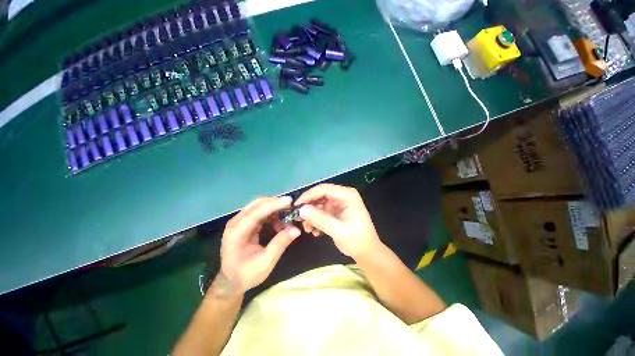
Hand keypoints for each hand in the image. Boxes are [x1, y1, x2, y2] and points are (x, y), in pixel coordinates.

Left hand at [219, 197, 300, 293]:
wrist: (231, 281)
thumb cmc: (246, 274)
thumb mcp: (265, 263)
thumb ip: (280, 244)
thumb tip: (296, 229)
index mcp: (236, 233)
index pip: (256, 213)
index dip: (273, 205)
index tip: (289, 201)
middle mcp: (235, 223)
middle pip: (257, 204)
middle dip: (276, 203)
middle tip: (292, 207)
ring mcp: (239, 221)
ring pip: (259, 206)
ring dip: (274, 207)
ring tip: (288, 216)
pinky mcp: (244, 223)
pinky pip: (259, 212)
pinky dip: (271, 213)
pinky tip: (279, 222)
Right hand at [295, 184, 382, 259]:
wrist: (366, 252)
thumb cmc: (357, 241)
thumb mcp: (338, 231)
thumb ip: (320, 219)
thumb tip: (301, 210)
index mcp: (347, 195)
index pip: (323, 189)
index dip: (308, 196)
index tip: (296, 207)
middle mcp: (342, 196)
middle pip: (319, 196)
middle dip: (309, 207)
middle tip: (298, 219)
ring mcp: (338, 203)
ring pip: (318, 204)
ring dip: (311, 216)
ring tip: (308, 229)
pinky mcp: (335, 211)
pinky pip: (321, 211)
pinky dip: (315, 220)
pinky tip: (315, 231)